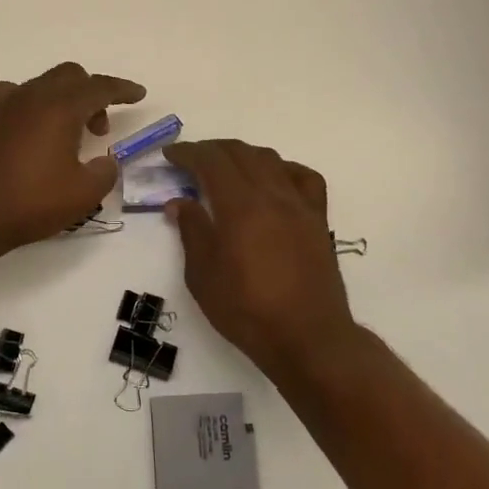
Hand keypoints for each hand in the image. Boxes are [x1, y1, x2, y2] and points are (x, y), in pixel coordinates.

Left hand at [0, 63, 146, 256]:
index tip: (138, 94)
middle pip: (68, 77)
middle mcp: (29, 95)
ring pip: (39, 85)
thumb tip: (105, 162)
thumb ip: (104, 172)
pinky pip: (11, 98)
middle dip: (90, 95)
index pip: (99, 87)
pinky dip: (28, 107)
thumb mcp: (82, 194)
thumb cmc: (28, 203)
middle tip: (99, 128)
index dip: (122, 89)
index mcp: (59, 107)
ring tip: (64, 133)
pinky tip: (26, 131)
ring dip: (60, 100)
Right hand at [164, 140, 354, 372]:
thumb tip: (180, 202)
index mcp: (239, 205)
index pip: (210, 161)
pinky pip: (303, 177)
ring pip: (270, 159)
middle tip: (190, 161)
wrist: (308, 337)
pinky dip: (282, 169)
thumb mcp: (203, 275)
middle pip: (240, 153)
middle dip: (211, 150)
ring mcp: (299, 204)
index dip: (187, 152)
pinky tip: (273, 180)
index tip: (170, 155)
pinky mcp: (318, 219)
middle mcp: (271, 194)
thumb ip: (191, 231)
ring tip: (226, 168)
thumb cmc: (247, 310)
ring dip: (243, 155)